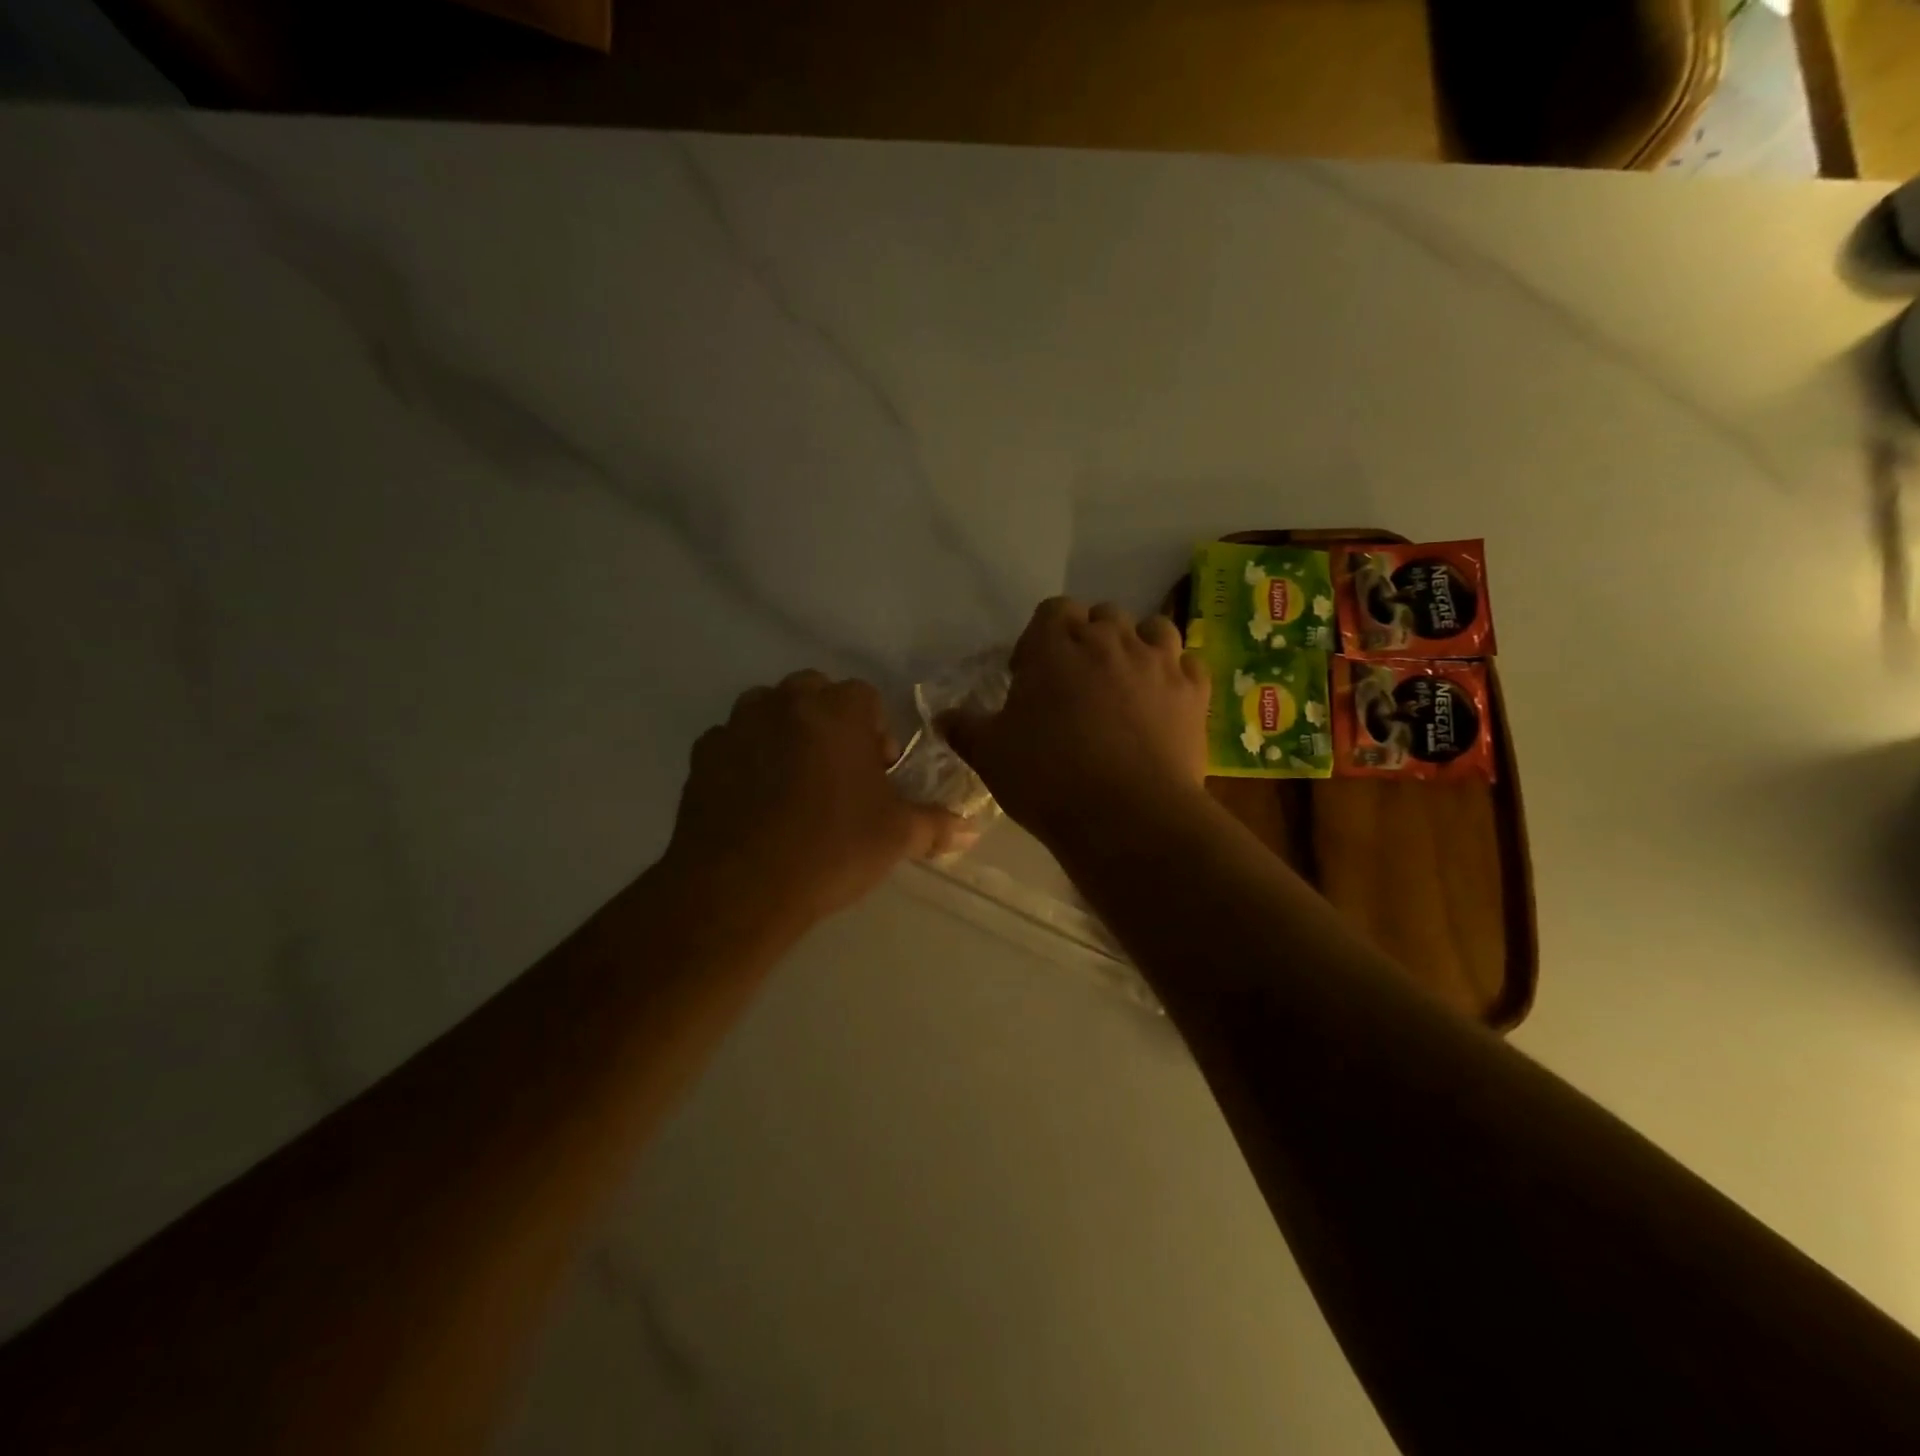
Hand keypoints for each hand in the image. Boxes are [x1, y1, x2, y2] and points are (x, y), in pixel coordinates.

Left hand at [664, 671, 969, 924]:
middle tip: (837, 774)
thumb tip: (971, 830)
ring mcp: (737, 726)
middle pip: (814, 693)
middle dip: (829, 723)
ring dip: (784, 733)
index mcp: (837, 711)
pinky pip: (732, 743)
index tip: (877, 773)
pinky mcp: (702, 756)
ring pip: (767, 711)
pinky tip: (753, 803)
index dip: (876, 732)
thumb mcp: (897, 837)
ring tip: (793, 785)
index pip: (865, 697)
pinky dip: (746, 759)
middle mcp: (784, 703)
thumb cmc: (832, 848)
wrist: (741, 887)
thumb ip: (936, 825)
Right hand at [940, 598, 1209, 849]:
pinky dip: (1176, 675)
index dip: (1041, 638)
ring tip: (1125, 683)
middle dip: (1089, 640)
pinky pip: (1188, 665)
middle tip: (1076, 683)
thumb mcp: (990, 755)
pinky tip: (1164, 702)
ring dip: (1137, 646)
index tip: (1032, 675)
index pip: (1052, 611)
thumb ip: (964, 728)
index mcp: (1056, 645)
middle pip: (1102, 615)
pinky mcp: (1195, 693)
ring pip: (1152, 629)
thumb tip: (942, 717)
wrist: (1127, 817)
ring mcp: (1159, 663)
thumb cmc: (1048, 778)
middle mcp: (1111, 640)